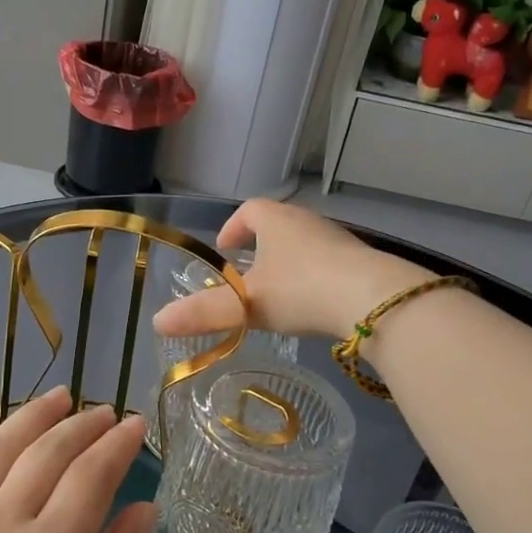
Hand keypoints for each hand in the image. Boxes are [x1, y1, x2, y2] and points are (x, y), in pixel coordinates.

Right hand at [151, 199, 433, 341]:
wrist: (374, 299)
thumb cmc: (302, 290)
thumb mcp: (246, 305)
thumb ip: (203, 313)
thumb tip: (157, 322)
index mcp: (276, 220)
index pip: (249, 210)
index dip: (233, 227)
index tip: (224, 248)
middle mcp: (307, 222)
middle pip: (278, 224)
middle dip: (261, 244)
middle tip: (248, 272)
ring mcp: (338, 239)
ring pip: (305, 243)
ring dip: (289, 261)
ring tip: (279, 291)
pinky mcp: (362, 261)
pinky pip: (330, 262)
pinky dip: (315, 276)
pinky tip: (314, 304)